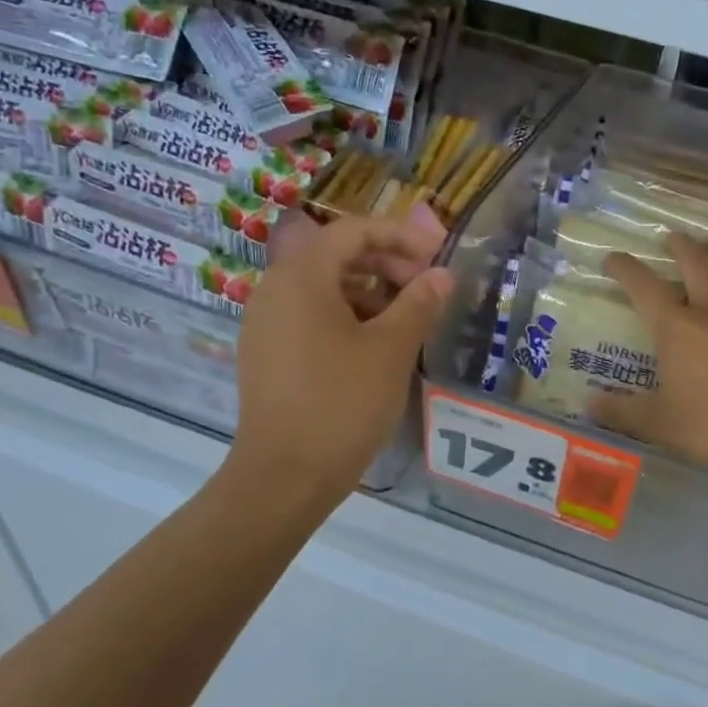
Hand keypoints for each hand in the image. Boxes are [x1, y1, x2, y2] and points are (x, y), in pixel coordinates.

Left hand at [228, 207, 451, 510]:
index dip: (399, 235)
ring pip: (323, 288)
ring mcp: (266, 323)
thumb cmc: (342, 403)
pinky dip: (346, 316)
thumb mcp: (391, 349)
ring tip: (406, 318)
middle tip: (425, 285)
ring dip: (369, 291)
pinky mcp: (267, 354)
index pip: (352, 230)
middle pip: (335, 255)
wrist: (284, 476)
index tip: (436, 253)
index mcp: (301, 276)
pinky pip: (310, 316)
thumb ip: (419, 303)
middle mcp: (275, 289)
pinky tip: (375, 346)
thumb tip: (441, 274)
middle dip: (385, 262)